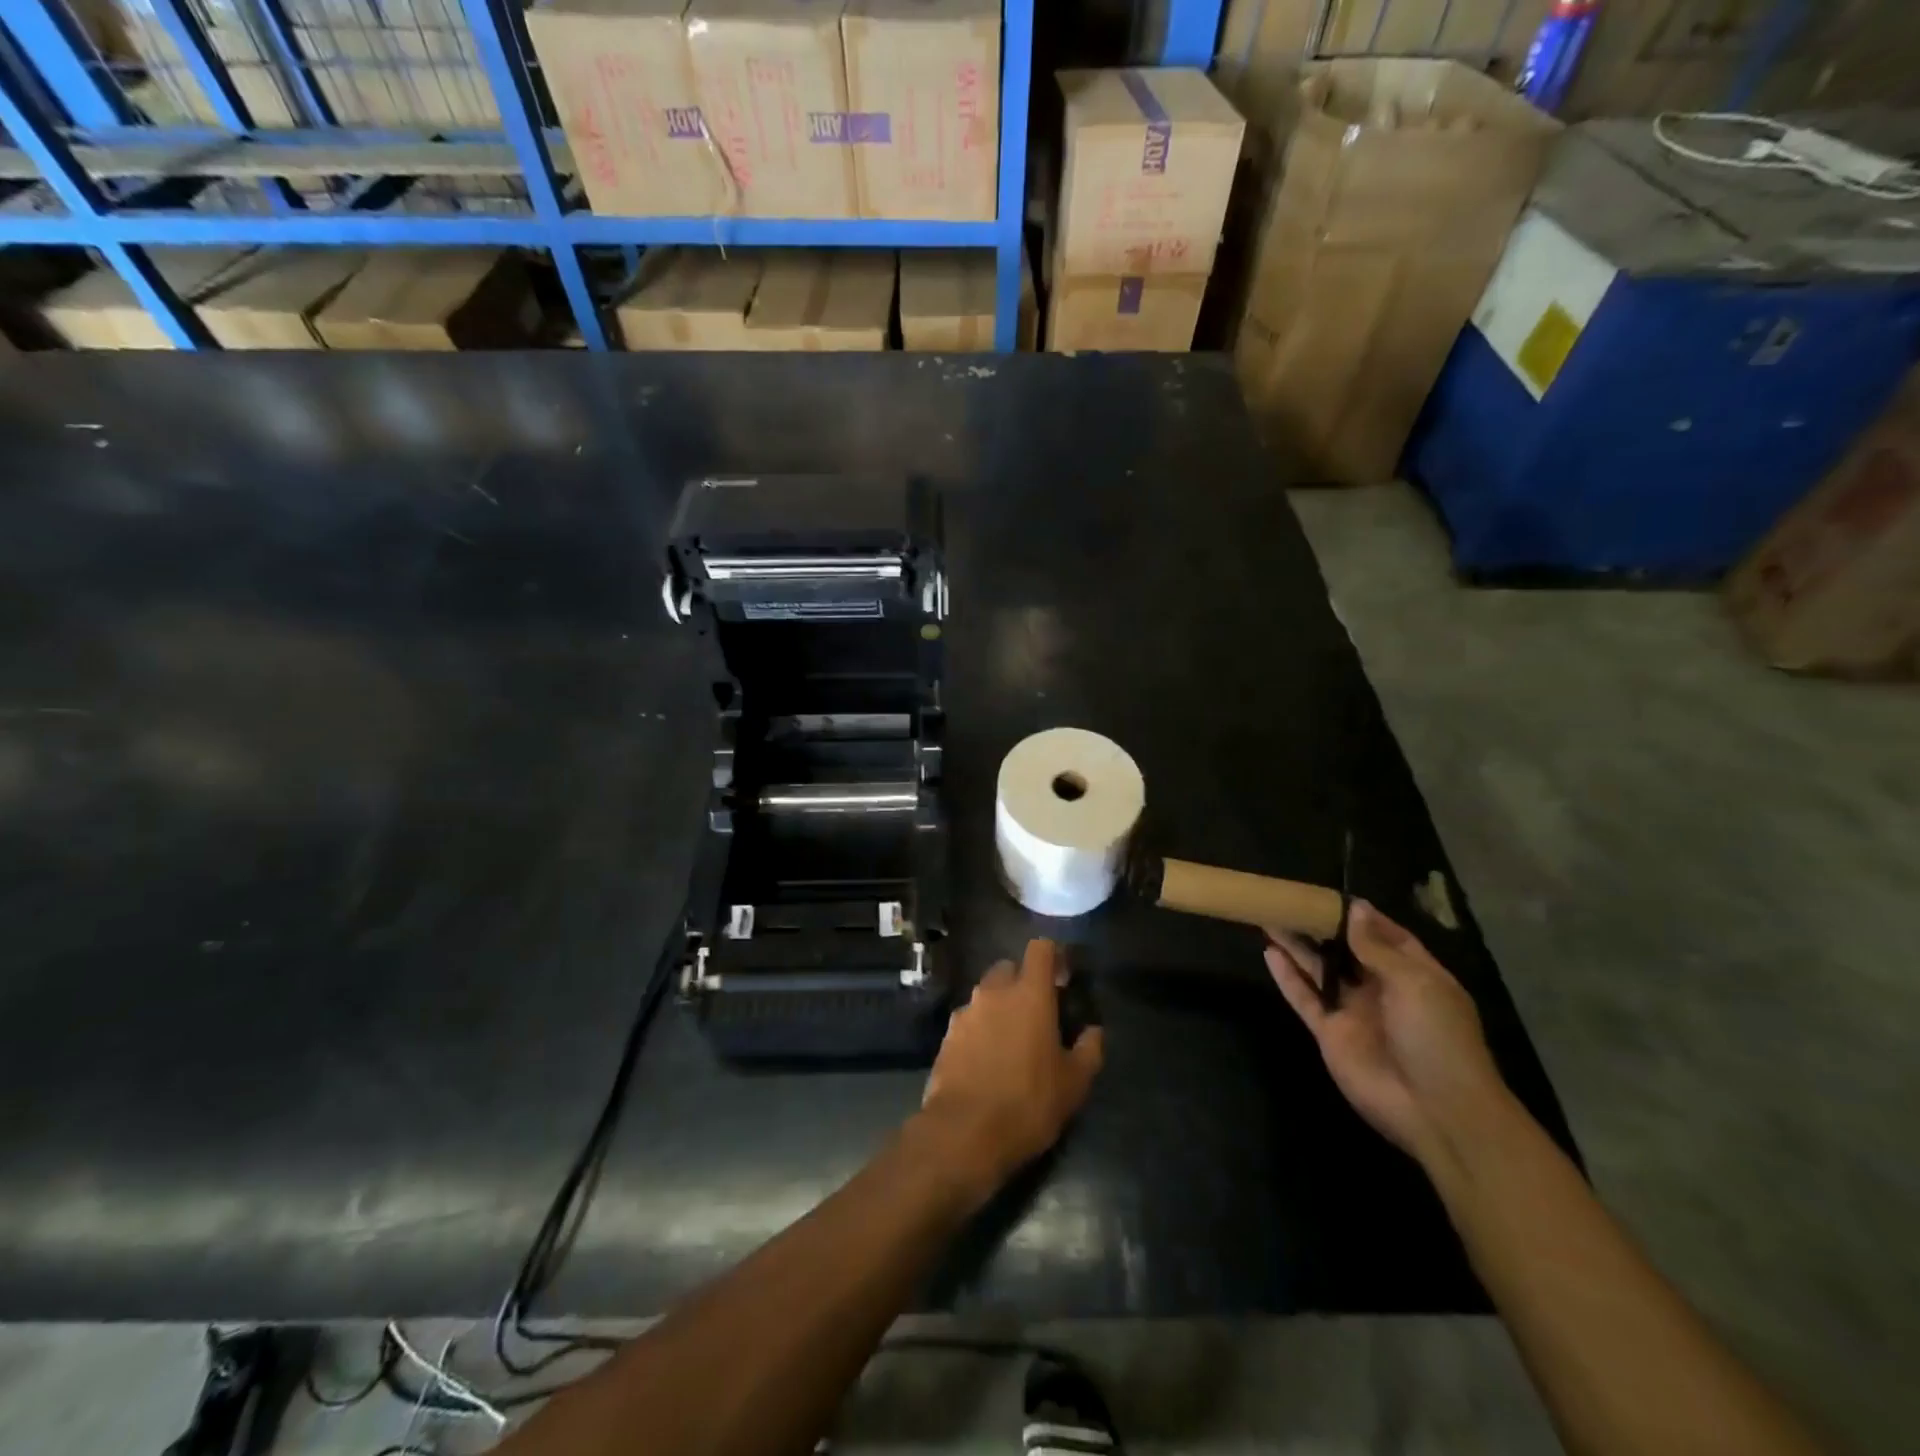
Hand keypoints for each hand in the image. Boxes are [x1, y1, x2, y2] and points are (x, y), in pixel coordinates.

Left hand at [919, 939, 1103, 1198]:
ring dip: (1000, 1006)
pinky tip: (987, 1059)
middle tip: (1037, 1011)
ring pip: (986, 994)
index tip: (1063, 978)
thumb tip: (1094, 1031)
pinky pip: (969, 1020)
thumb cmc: (1028, 1102)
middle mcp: (994, 992)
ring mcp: (966, 1012)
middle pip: (1008, 967)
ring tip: (1012, 1039)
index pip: (1040, 948)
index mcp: (1029, 994)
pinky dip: (980, 1029)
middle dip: (1023, 981)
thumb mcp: (1074, 1083)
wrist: (963, 1133)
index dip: (1053, 956)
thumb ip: (1089, 1050)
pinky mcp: (947, 1035)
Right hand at [1266, 902, 1510, 1167]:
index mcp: (1414, 974)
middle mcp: (1382, 988)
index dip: (1359, 915)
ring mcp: (1354, 1011)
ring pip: (1319, 969)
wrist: (1437, 1111)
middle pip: (1346, 950)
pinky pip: (1304, 998)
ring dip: (1297, 945)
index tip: (1328, 894)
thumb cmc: (1437, 1038)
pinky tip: (1269, 953)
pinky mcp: (1330, 1033)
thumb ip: (1377, 947)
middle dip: (1322, 926)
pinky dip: (1287, 977)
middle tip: (1290, 900)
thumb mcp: (1416, 983)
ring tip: (1269, 916)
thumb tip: (1354, 909)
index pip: (1385, 935)